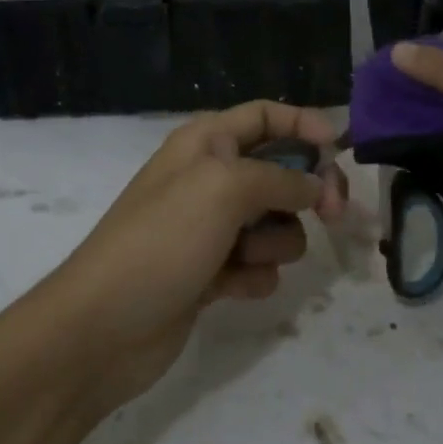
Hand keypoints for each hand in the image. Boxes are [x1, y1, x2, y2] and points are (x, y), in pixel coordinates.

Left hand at [41, 102, 346, 408]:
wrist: (102, 327)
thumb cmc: (163, 240)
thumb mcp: (224, 188)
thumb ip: (281, 177)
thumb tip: (317, 183)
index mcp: (205, 143)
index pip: (264, 116)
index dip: (303, 124)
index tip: (340, 150)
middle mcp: (208, 179)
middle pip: (279, 171)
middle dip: (304, 192)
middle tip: (331, 214)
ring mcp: (208, 229)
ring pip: (274, 225)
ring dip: (273, 243)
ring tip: (244, 259)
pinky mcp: (210, 274)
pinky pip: (257, 266)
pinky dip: (252, 276)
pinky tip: (228, 289)